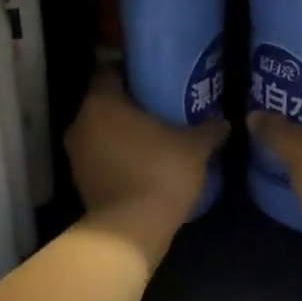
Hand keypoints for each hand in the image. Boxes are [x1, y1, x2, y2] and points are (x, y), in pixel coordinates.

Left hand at [66, 71, 226, 266]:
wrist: (131, 230)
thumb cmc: (160, 173)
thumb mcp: (194, 148)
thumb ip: (209, 130)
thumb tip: (224, 122)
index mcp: (102, 102)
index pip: (109, 71)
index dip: (130, 71)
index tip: (154, 77)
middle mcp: (81, 123)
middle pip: (104, 102)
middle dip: (129, 104)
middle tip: (160, 106)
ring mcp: (76, 154)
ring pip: (100, 131)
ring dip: (122, 132)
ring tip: (155, 136)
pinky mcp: (80, 181)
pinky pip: (100, 157)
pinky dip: (117, 156)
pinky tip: (144, 163)